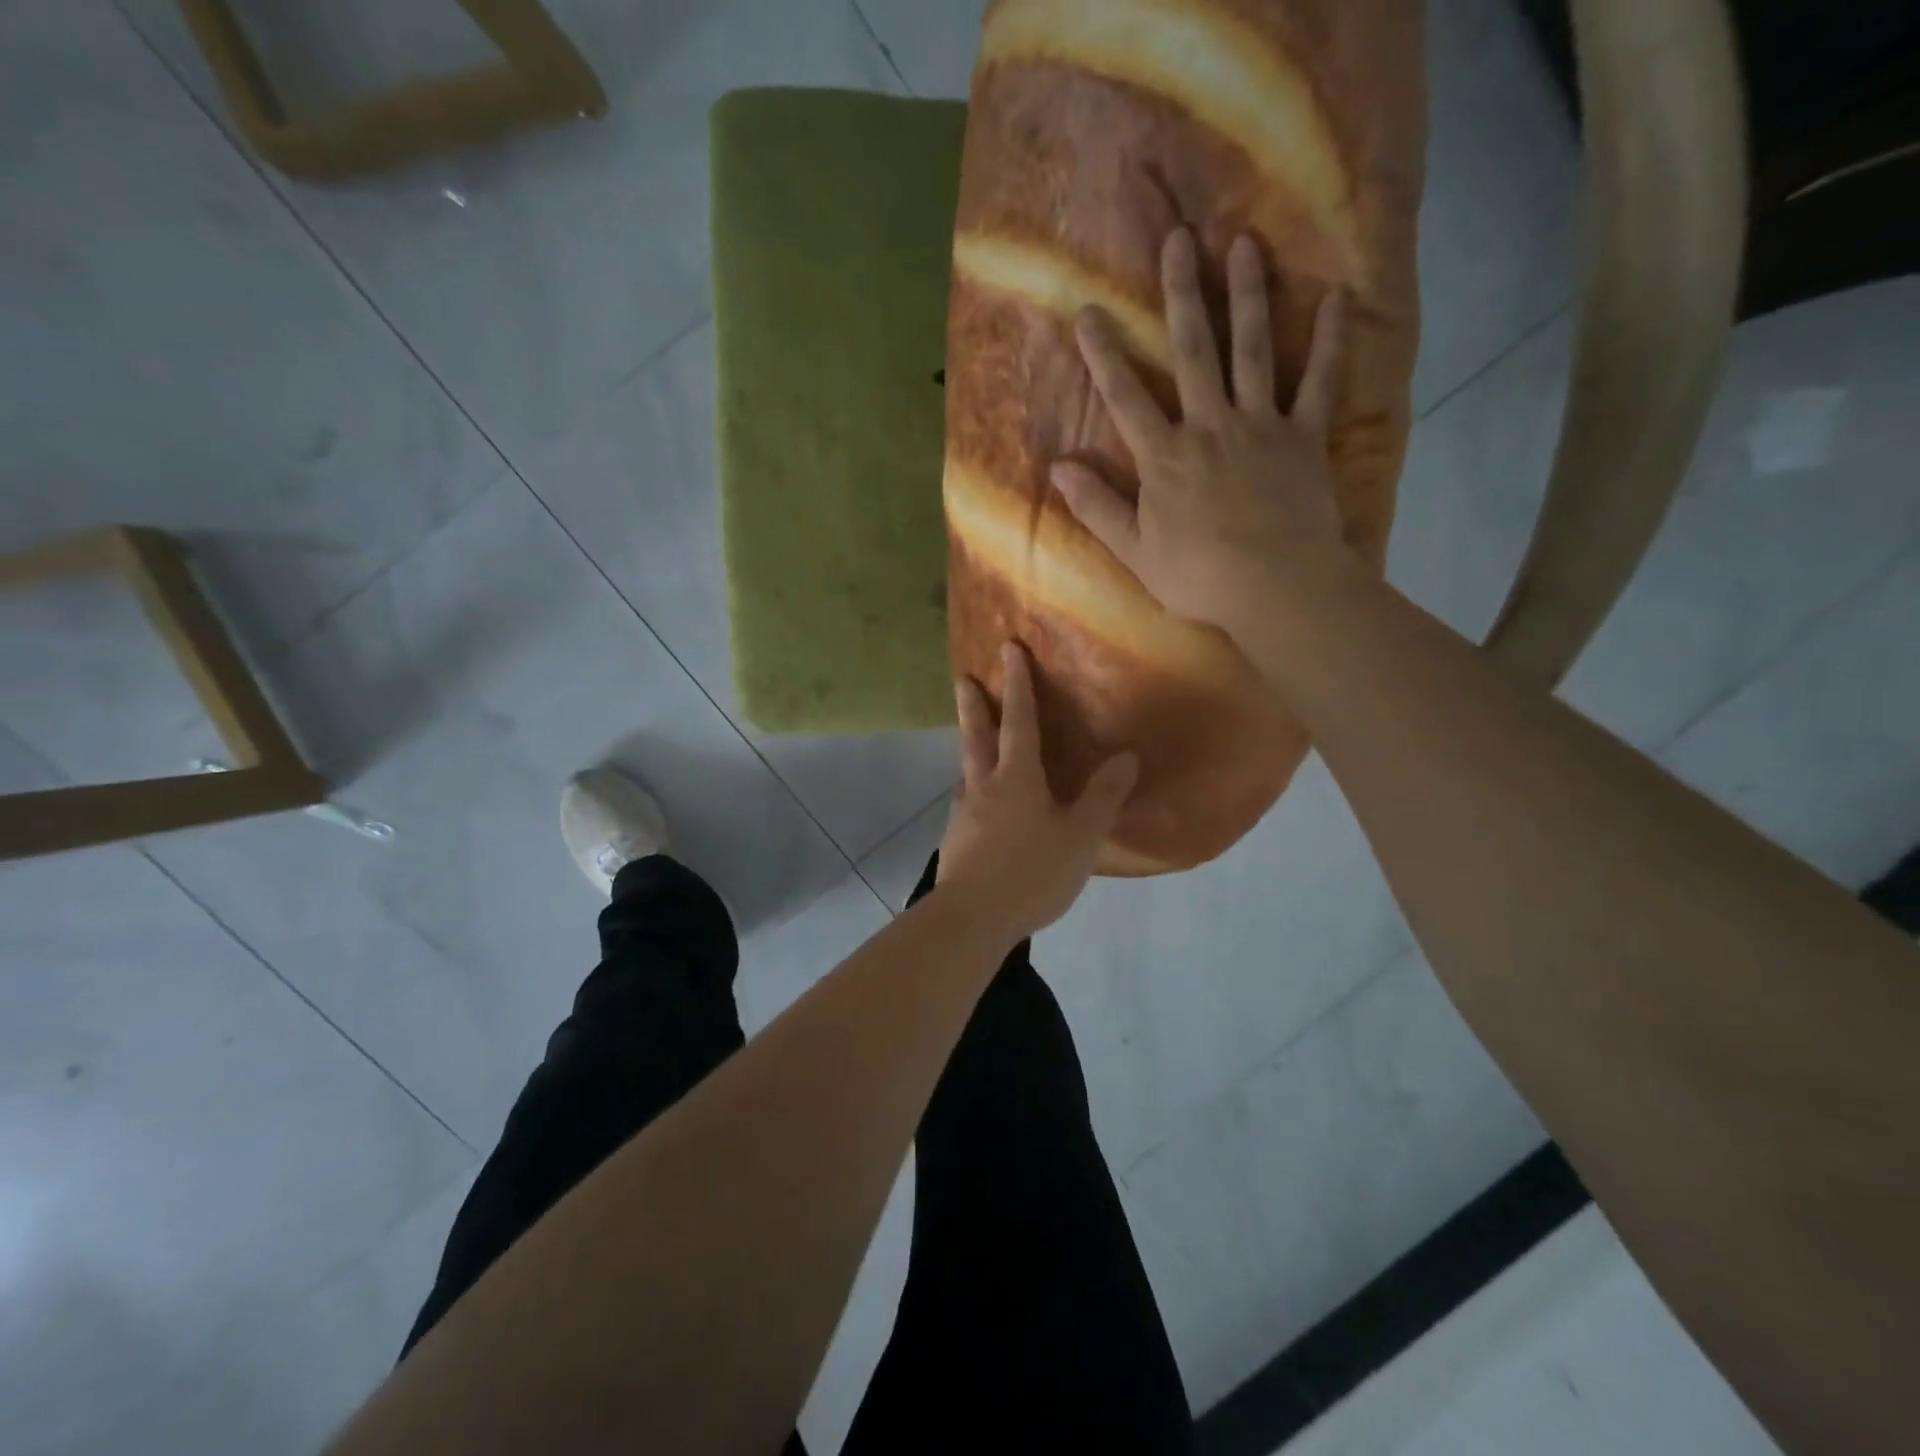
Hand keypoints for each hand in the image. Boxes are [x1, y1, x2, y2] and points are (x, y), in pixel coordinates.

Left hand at [937, 643, 1138, 939]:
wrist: (972, 919)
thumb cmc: (1031, 873)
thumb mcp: (1080, 837)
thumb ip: (1103, 797)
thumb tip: (1128, 756)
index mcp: (1016, 778)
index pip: (1019, 720)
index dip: (1018, 683)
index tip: (1009, 649)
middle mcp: (983, 786)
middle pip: (977, 736)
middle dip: (974, 705)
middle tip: (964, 678)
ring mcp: (963, 813)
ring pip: (967, 770)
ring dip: (970, 749)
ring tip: (975, 745)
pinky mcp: (954, 840)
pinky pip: (966, 804)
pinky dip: (973, 791)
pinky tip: (980, 809)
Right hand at [1051, 228, 1349, 636]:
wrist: (1273, 588)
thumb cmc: (1197, 576)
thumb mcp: (1133, 550)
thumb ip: (1097, 506)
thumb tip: (1058, 469)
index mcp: (1164, 457)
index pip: (1126, 397)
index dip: (1105, 354)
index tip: (1090, 312)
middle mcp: (1209, 426)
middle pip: (1193, 351)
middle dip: (1182, 294)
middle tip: (1179, 239)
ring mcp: (1260, 425)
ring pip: (1253, 349)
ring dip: (1248, 294)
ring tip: (1245, 242)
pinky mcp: (1304, 437)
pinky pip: (1320, 380)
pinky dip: (1330, 339)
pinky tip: (1337, 296)